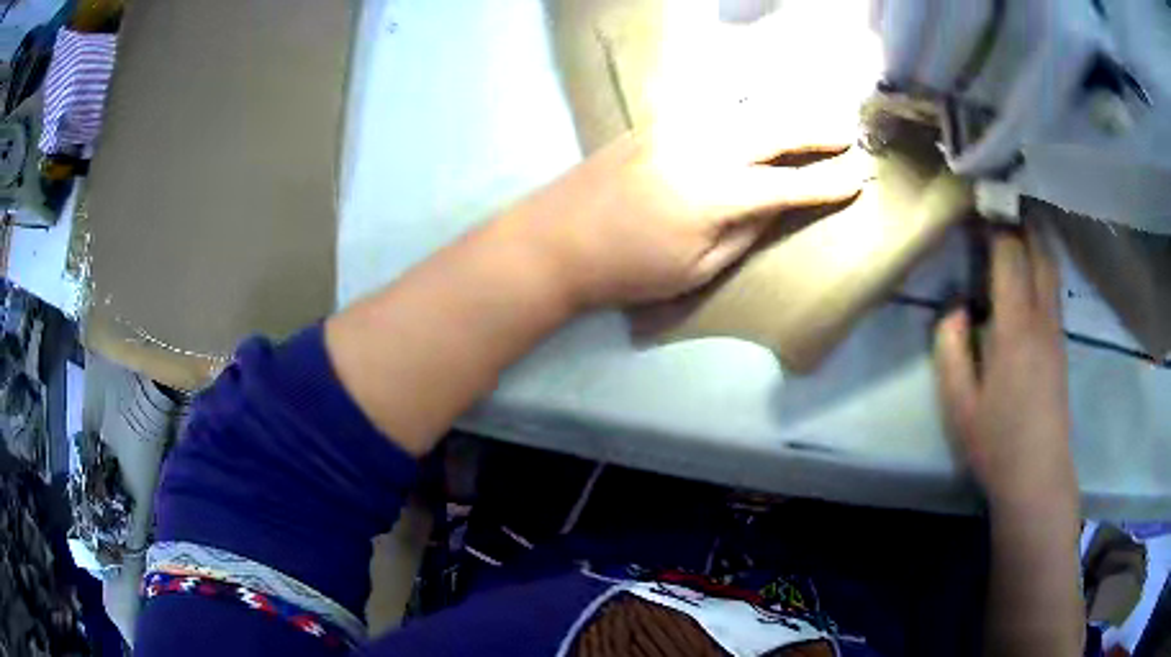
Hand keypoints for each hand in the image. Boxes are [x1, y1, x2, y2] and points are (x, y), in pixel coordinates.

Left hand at [505, 115, 866, 307]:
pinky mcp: (656, 121)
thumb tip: (775, 206)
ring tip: (812, 118)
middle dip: (817, 131)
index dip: (828, 183)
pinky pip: (714, 106)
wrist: (556, 239)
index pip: (791, 184)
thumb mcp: (697, 269)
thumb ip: (745, 233)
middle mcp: (705, 148)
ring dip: (785, 112)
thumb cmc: (628, 269)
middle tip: (845, 134)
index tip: (858, 178)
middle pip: (776, 130)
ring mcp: (677, 127)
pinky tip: (759, 111)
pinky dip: (747, 107)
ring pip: (746, 109)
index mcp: (719, 194)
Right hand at [934, 228, 1077, 515]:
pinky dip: (1044, 260)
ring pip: (1052, 266)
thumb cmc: (996, 443)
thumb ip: (951, 349)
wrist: (1038, 476)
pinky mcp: (1061, 343)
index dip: (994, 224)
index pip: (1009, 257)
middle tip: (1001, 198)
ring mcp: (1056, 330)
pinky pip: (1054, 286)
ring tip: (1019, 216)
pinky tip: (1033, 260)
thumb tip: (956, 308)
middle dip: (1022, 218)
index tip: (978, 203)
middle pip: (1039, 251)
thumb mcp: (959, 403)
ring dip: (1037, 235)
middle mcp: (1042, 318)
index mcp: (1015, 329)